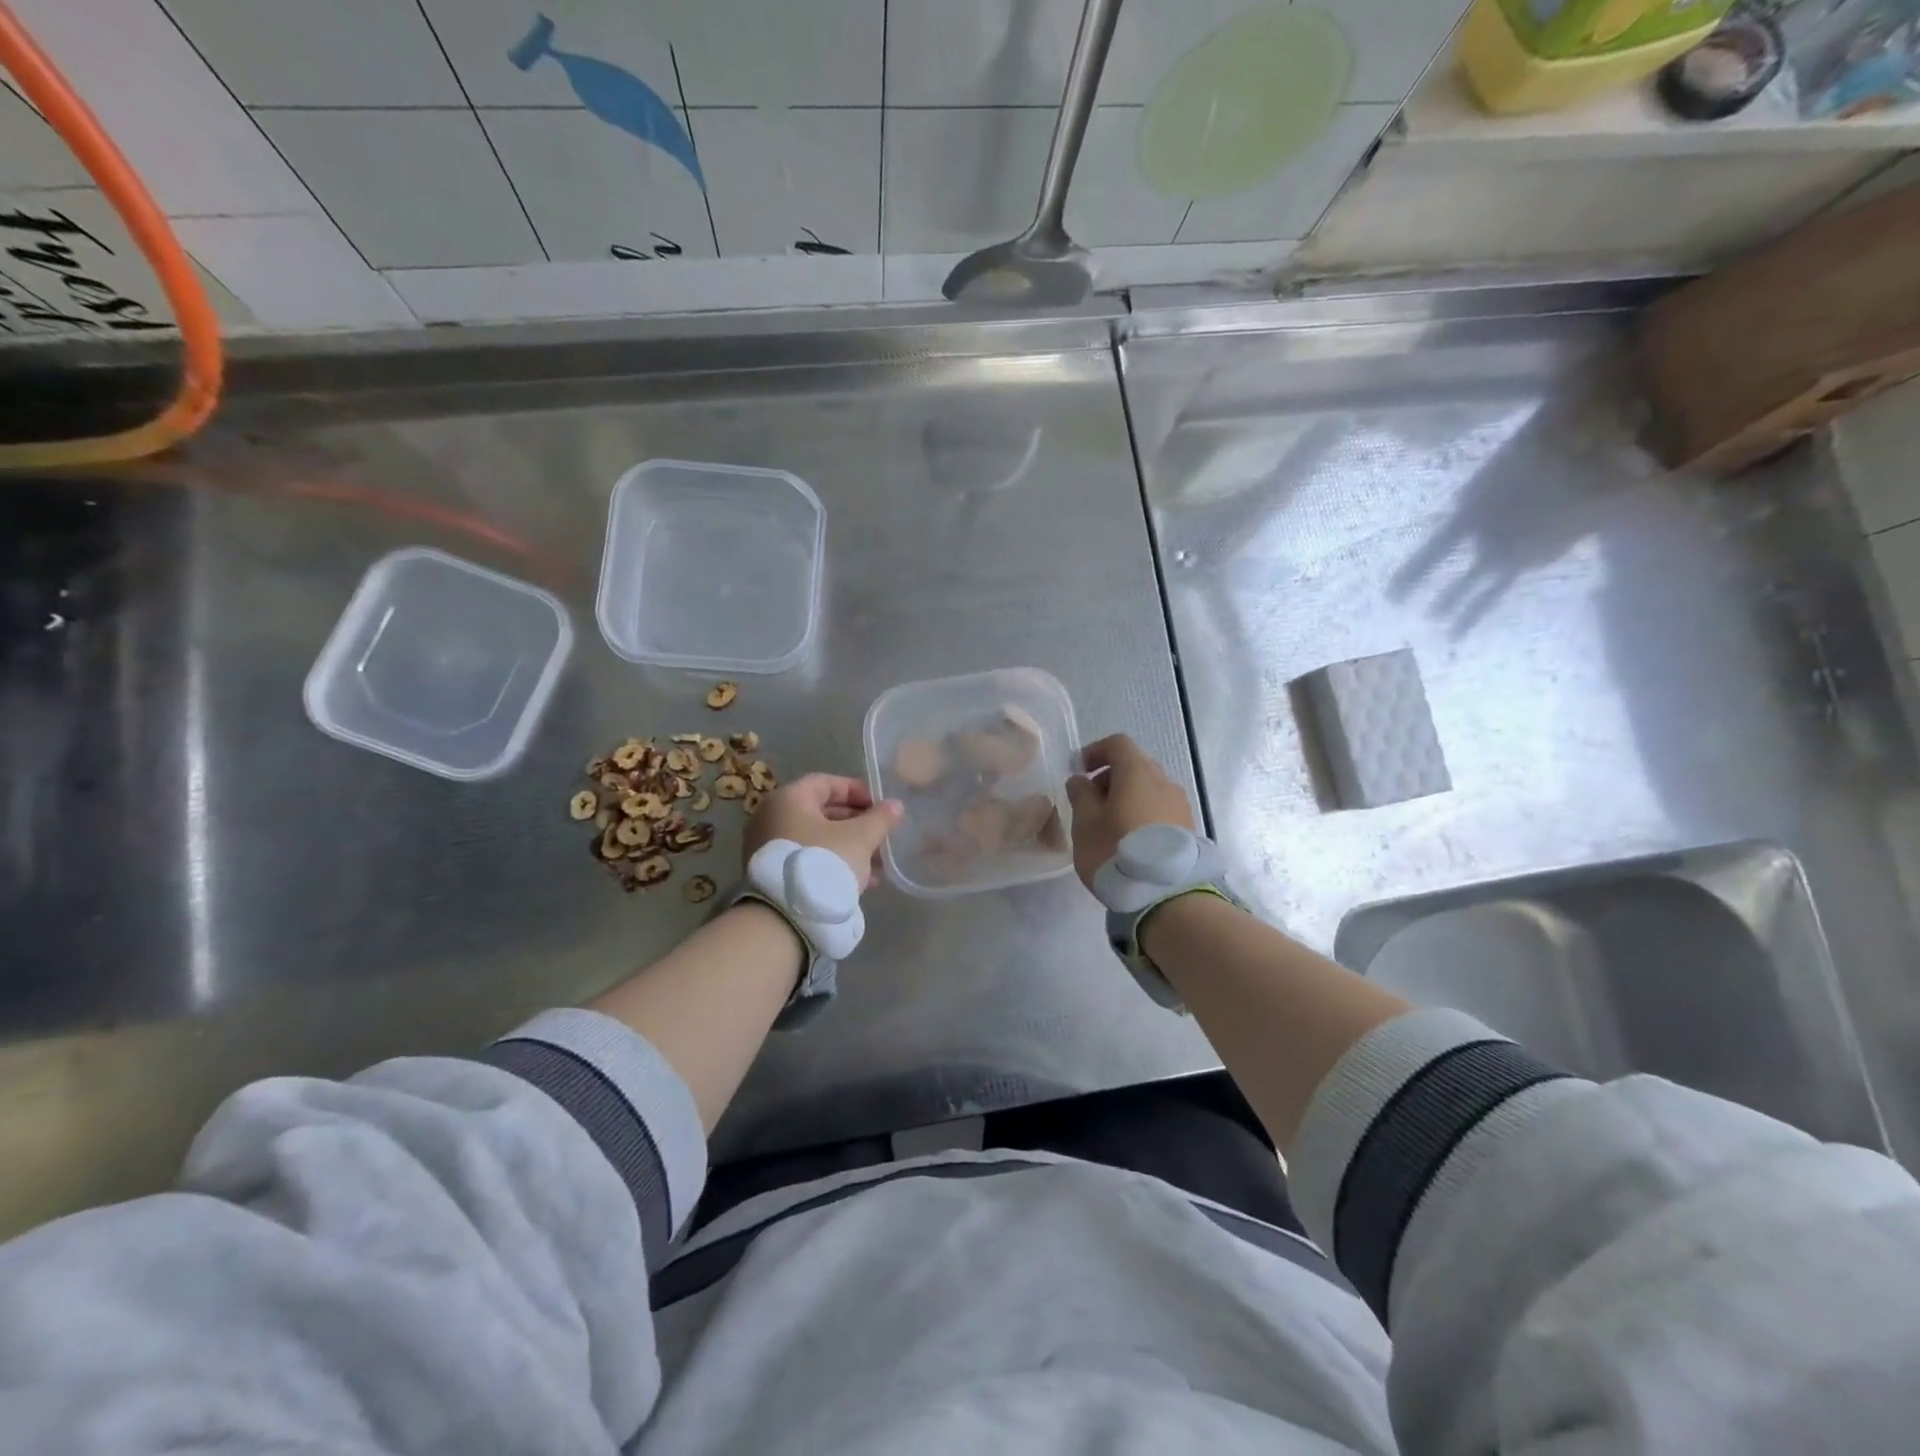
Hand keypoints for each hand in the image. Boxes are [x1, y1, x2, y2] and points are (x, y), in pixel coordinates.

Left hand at [742, 774, 902, 892]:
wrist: (784, 917)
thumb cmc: (824, 862)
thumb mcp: (860, 838)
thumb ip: (880, 818)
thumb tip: (895, 805)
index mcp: (788, 799)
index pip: (827, 783)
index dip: (857, 791)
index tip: (880, 806)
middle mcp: (771, 817)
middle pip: (821, 812)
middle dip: (856, 824)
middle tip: (881, 837)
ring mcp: (767, 847)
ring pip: (816, 839)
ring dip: (848, 847)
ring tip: (876, 866)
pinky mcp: (770, 874)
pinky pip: (807, 859)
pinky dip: (831, 863)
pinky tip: (859, 882)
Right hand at [1065, 734, 1195, 891]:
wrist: (1167, 895)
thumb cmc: (1116, 851)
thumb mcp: (1085, 824)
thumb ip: (1080, 795)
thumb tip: (1081, 779)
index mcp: (1137, 772)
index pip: (1118, 744)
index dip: (1096, 751)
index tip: (1079, 771)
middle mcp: (1164, 781)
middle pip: (1136, 765)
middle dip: (1111, 776)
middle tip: (1092, 802)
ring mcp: (1180, 805)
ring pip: (1150, 788)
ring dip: (1128, 797)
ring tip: (1111, 826)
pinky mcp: (1188, 828)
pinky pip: (1161, 809)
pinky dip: (1143, 813)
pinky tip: (1131, 841)